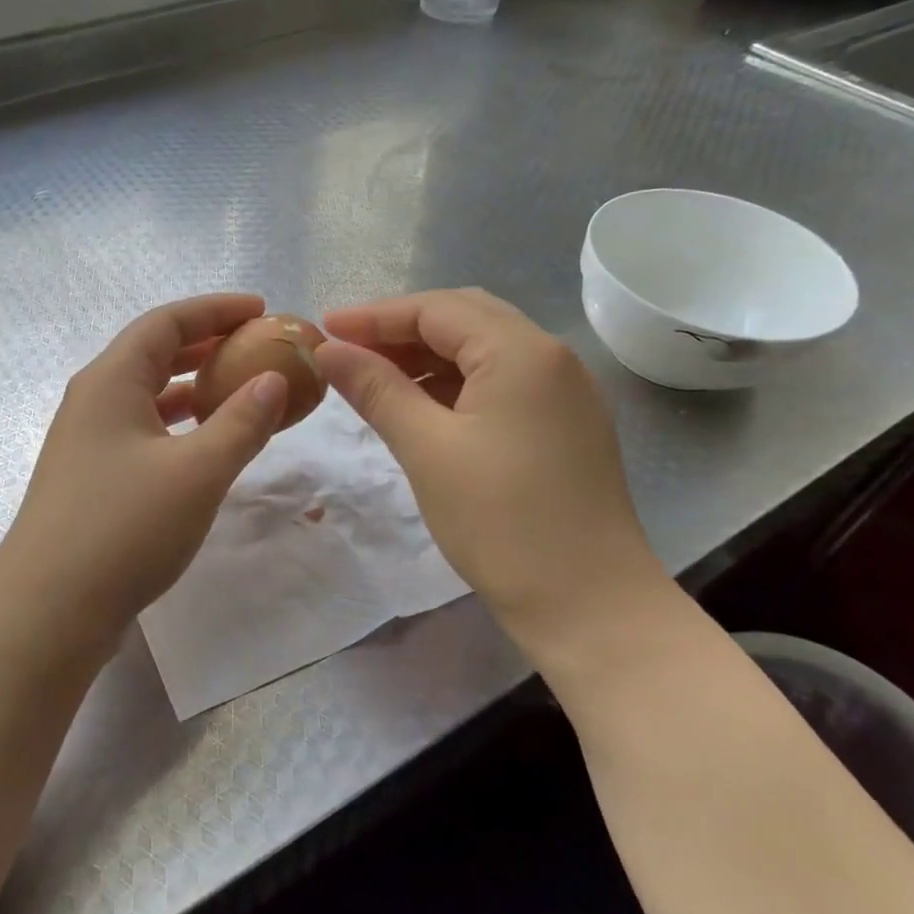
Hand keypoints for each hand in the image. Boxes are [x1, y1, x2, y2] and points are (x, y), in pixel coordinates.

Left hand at [0, 294, 288, 651]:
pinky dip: (179, 425)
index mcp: (111, 380)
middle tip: (257, 347)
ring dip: (193, 386)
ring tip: (240, 389)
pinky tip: (204, 444)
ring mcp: (88, 441)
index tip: (261, 310)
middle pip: (154, 352)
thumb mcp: (198, 471)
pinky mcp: (91, 477)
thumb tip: (273, 380)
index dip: (215, 310)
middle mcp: (94, 400)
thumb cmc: (125, 527)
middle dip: (207, 344)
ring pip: (148, 395)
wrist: (49, 609)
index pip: (166, 322)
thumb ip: (242, 421)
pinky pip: (143, 430)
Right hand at [314, 288, 669, 641]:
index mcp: (522, 351)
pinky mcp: (566, 424)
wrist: (589, 604)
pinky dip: (457, 384)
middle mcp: (551, 357)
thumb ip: (376, 389)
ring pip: (485, 351)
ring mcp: (566, 391)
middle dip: (402, 330)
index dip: (375, 316)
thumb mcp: (426, 449)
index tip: (324, 330)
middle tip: (349, 351)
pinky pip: (503, 382)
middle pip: (465, 318)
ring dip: (428, 357)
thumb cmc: (501, 522)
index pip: (436, 309)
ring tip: (376, 379)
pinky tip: (423, 406)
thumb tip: (328, 350)